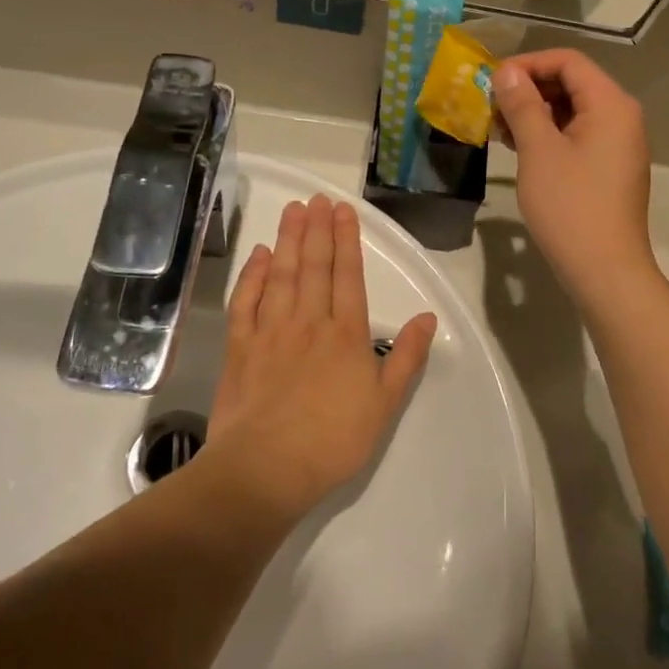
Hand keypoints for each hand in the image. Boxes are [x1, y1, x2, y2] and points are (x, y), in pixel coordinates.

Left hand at [209, 196, 435, 515]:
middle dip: (317, 229)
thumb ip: (407, 357)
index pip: (348, 275)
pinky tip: (258, 255)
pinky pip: (245, 302)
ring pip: (281, 275)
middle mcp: (308, 322)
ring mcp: (270, 332)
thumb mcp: (385, 404)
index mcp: (346, 334)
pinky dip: (252, 276)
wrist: (266, 470)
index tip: (342, 210)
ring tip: (292, 211)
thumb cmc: (333, 440)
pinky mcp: (240, 348)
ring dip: (288, 240)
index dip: (346, 240)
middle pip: (314, 266)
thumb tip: (428, 317)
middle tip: (316, 198)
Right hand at [490, 51, 656, 301]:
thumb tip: (507, 72)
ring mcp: (619, 144)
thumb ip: (522, 104)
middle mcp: (622, 117)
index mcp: (611, 104)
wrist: (605, 270)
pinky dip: (550, 135)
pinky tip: (521, 148)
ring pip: (573, 111)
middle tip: (492, 107)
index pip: (569, 62)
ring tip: (500, 129)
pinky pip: (579, 136)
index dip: (528, 64)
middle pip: (573, 84)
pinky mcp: (611, 168)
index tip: (493, 81)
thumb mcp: (539, 150)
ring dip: (536, 113)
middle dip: (530, 89)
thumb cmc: (570, 206)